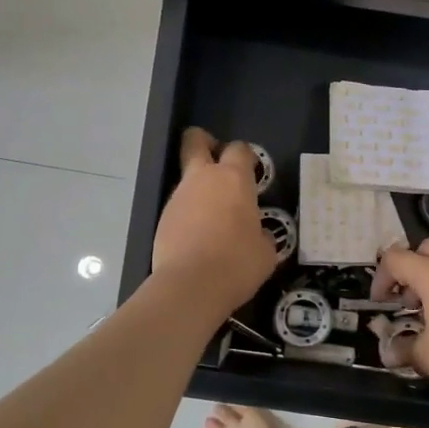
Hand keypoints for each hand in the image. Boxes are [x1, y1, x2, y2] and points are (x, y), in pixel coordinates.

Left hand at [151, 128, 277, 316]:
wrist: (191, 285)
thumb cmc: (238, 263)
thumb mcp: (266, 252)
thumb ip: (261, 233)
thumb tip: (258, 234)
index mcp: (234, 179)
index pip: (239, 149)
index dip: (246, 156)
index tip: (252, 171)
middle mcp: (202, 179)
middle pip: (195, 141)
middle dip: (204, 143)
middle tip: (216, 161)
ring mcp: (178, 198)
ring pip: (186, 179)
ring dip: (198, 189)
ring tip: (212, 219)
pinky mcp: (162, 219)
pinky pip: (178, 208)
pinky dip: (188, 216)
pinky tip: (198, 240)